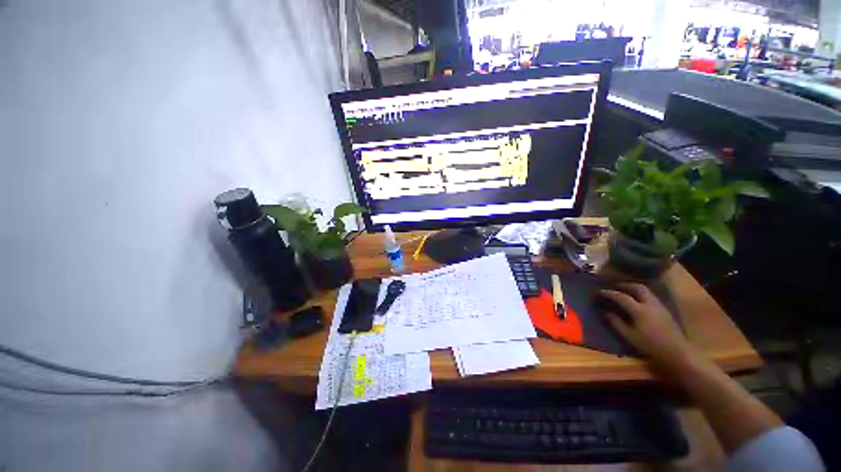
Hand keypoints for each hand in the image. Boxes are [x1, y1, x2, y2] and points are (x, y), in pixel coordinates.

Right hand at [599, 283, 697, 368]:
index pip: (621, 297)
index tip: (600, 292)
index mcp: (639, 310)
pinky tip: (637, 299)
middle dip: (625, 285)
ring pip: (646, 290)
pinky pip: (651, 296)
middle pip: (637, 288)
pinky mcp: (664, 310)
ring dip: (634, 288)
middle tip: (615, 286)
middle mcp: (650, 304)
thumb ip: (616, 323)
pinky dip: (641, 294)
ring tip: (625, 291)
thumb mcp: (629, 336)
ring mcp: (659, 306)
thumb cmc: (650, 345)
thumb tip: (606, 312)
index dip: (609, 293)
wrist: (677, 352)